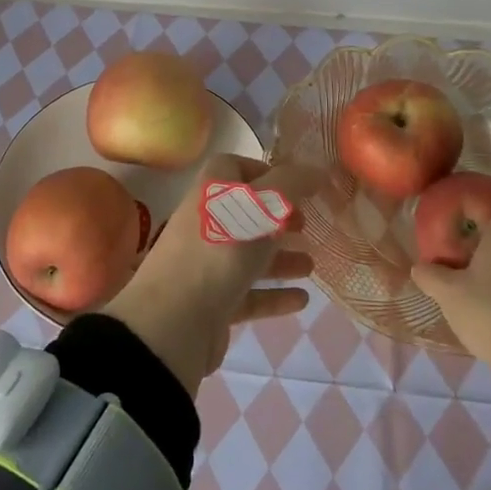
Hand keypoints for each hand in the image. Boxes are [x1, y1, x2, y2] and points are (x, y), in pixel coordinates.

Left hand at [104, 153, 320, 394]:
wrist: (174, 322)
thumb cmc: (221, 249)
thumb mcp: (261, 207)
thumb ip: (291, 185)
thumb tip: (316, 170)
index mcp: (211, 191)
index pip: (233, 167)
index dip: (265, 172)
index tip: (297, 187)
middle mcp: (206, 222)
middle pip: (246, 213)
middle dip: (278, 219)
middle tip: (307, 227)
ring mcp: (207, 264)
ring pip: (249, 255)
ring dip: (280, 258)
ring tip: (311, 266)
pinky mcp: (212, 302)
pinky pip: (248, 294)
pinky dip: (274, 295)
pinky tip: (301, 300)